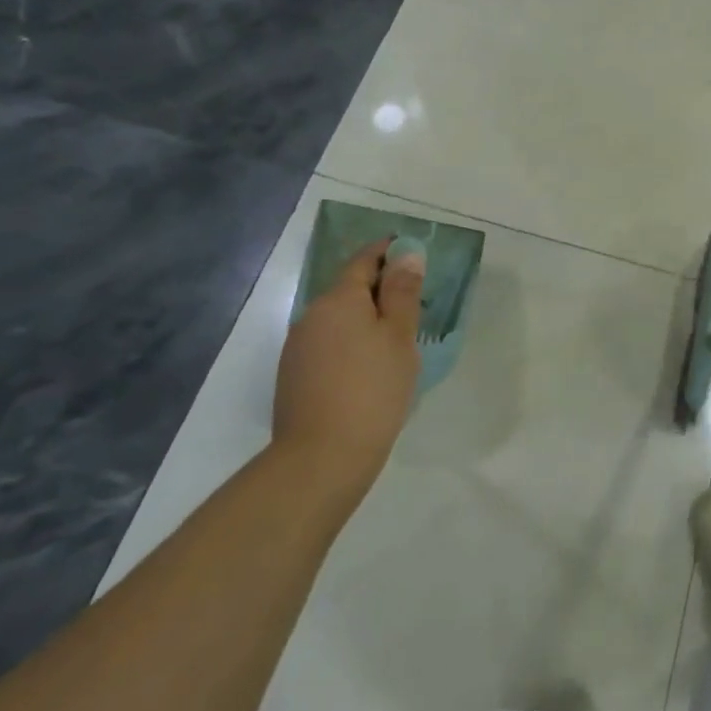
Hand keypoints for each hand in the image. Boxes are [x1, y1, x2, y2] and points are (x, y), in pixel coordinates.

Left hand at [272, 238, 423, 490]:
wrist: (321, 458)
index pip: (364, 260)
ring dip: (365, 319)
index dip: (388, 251)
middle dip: (379, 289)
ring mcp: (299, 347)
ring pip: (338, 319)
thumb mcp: (399, 336)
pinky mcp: (295, 376)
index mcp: (339, 299)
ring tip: (396, 340)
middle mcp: (312, 315)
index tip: (412, 254)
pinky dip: (351, 344)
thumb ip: (403, 292)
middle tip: (415, 303)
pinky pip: (329, 345)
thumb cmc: (372, 389)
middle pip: (349, 289)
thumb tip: (406, 254)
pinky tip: (369, 369)